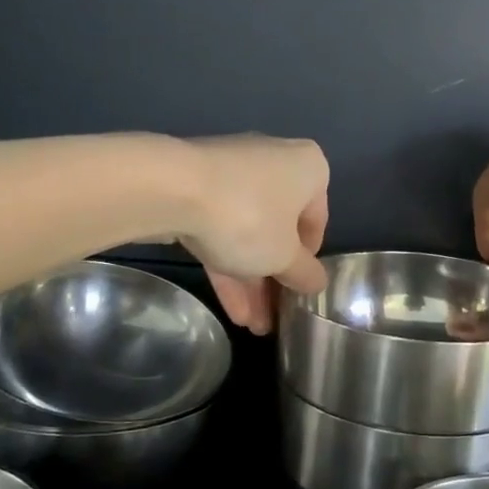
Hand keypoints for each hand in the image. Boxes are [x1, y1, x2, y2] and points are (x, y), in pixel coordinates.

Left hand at [178, 135, 329, 333]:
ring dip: (251, 280)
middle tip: (273, 316)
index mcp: (308, 168)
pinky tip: (230, 307)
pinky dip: (227, 264)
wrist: (170, 189)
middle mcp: (275, 162)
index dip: (307, 261)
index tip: (297, 290)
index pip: (317, 221)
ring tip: (252, 326)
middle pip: (280, 229)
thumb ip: (305, 273)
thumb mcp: (284, 257)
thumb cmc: (249, 218)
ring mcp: (233, 173)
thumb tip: (318, 282)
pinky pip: (221, 228)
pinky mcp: (198, 187)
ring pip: (248, 232)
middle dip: (274, 278)